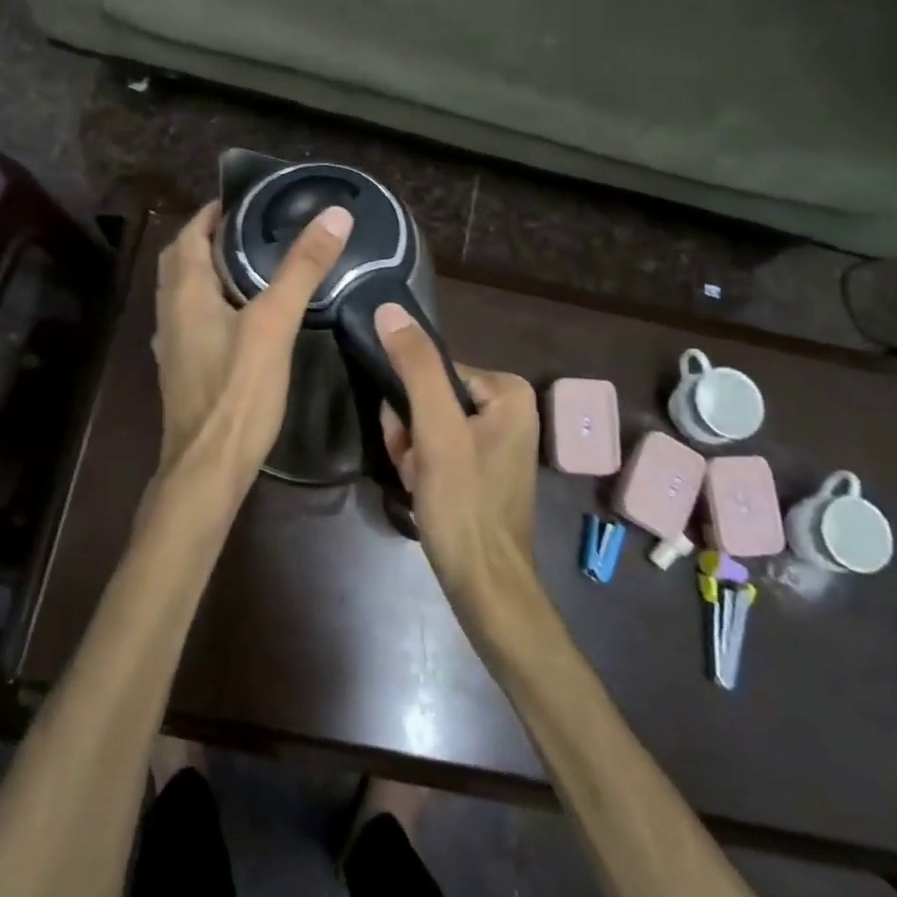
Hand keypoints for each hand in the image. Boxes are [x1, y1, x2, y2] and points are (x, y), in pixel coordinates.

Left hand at [150, 200, 354, 511]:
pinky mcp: (182, 367)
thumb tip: (334, 216)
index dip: (212, 213)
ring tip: (248, 266)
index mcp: (185, 292)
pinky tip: (239, 316)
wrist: (207, 465)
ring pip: (183, 291)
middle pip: (181, 260)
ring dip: (206, 271)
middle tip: (250, 230)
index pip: (189, 234)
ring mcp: (172, 343)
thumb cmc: (238, 391)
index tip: (246, 202)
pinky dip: (209, 303)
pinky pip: (190, 319)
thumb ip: (302, 268)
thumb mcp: (274, 323)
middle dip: (207, 239)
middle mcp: (169, 312)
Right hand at [374, 303, 540, 622]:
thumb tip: (388, 310)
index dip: (410, 406)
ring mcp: (495, 438)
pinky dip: (422, 466)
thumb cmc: (464, 505)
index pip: (433, 371)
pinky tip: (424, 490)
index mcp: (508, 390)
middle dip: (411, 432)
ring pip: (427, 423)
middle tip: (417, 466)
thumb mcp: (436, 431)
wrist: (484, 586)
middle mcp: (508, 407)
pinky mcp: (482, 465)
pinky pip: (438, 446)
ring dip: (412, 450)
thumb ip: (415, 368)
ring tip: (421, 481)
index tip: (411, 441)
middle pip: (430, 397)